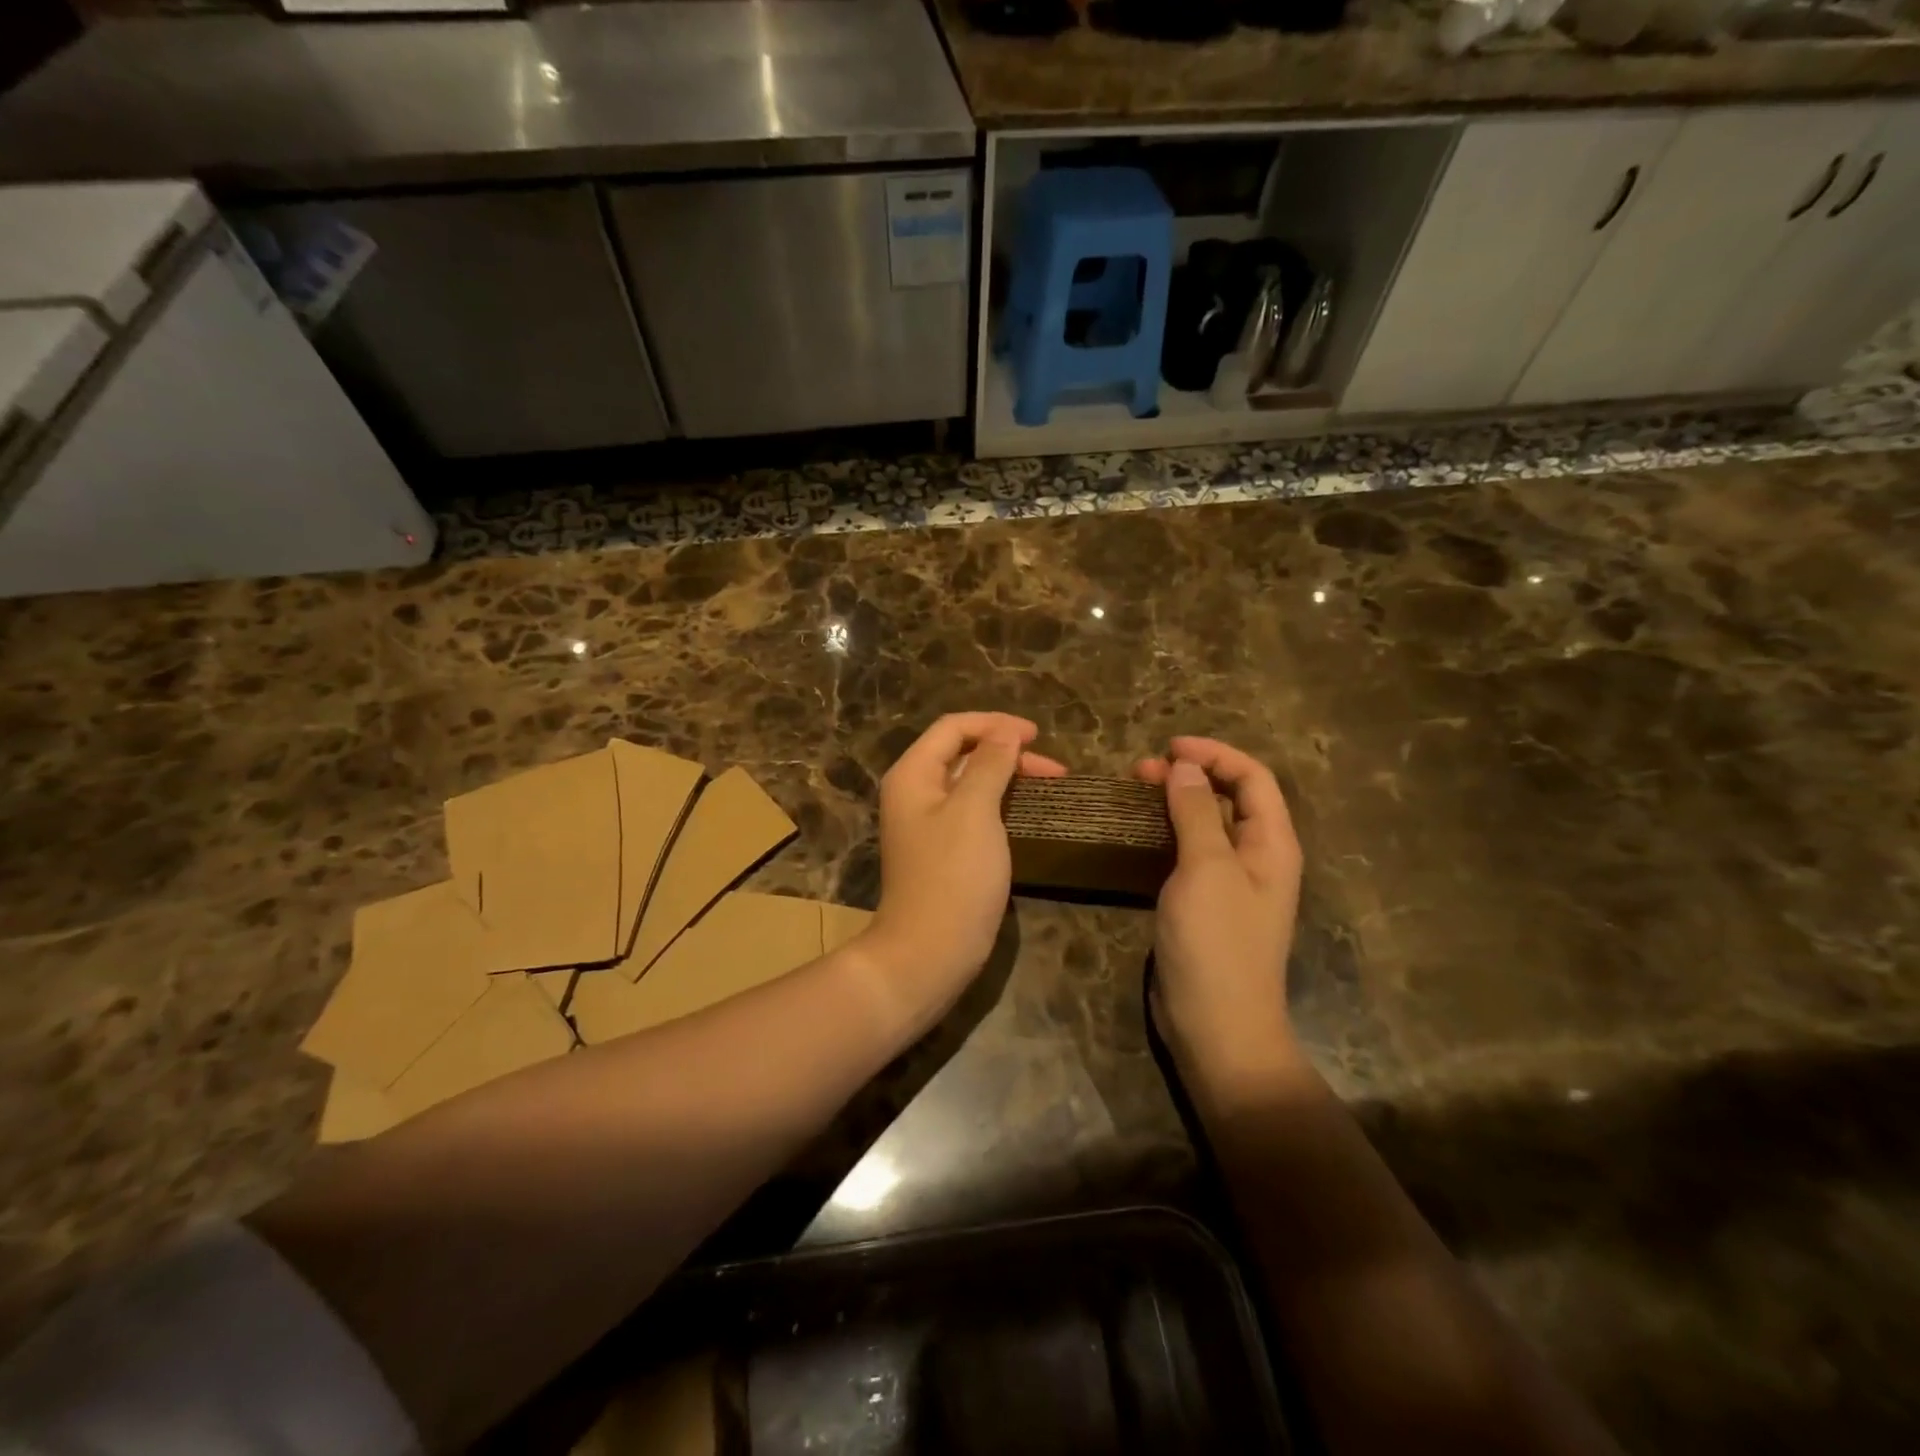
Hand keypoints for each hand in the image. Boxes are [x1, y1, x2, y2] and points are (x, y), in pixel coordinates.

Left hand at [859, 713, 1065, 1023]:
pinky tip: (1026, 809)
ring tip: (1049, 782)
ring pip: (970, 781)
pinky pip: (973, 810)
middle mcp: (915, 791)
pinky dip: (1000, 802)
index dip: (995, 724)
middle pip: (962, 752)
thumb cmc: (952, 876)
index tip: (1038, 736)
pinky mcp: (944, 849)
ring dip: (1007, 775)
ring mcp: (928, 822)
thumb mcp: (974, 811)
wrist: (929, 952)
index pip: (953, 727)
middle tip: (1053, 767)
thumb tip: (1006, 732)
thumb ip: (990, 765)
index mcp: (913, 774)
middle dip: (1006, 750)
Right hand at [1134, 737, 1303, 1092]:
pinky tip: (1137, 833)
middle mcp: (1256, 857)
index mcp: (1271, 844)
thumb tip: (1186, 767)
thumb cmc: (1217, 942)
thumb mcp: (1206, 869)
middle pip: (1229, 798)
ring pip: (1205, 824)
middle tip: (1141, 770)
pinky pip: (1188, 853)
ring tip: (1134, 792)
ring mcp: (1230, 882)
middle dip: (1190, 775)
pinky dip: (1165, 833)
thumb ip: (1196, 813)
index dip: (1215, 755)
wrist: (1217, 1025)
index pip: (1253, 778)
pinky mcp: (1204, 903)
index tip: (1169, 747)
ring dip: (1174, 802)